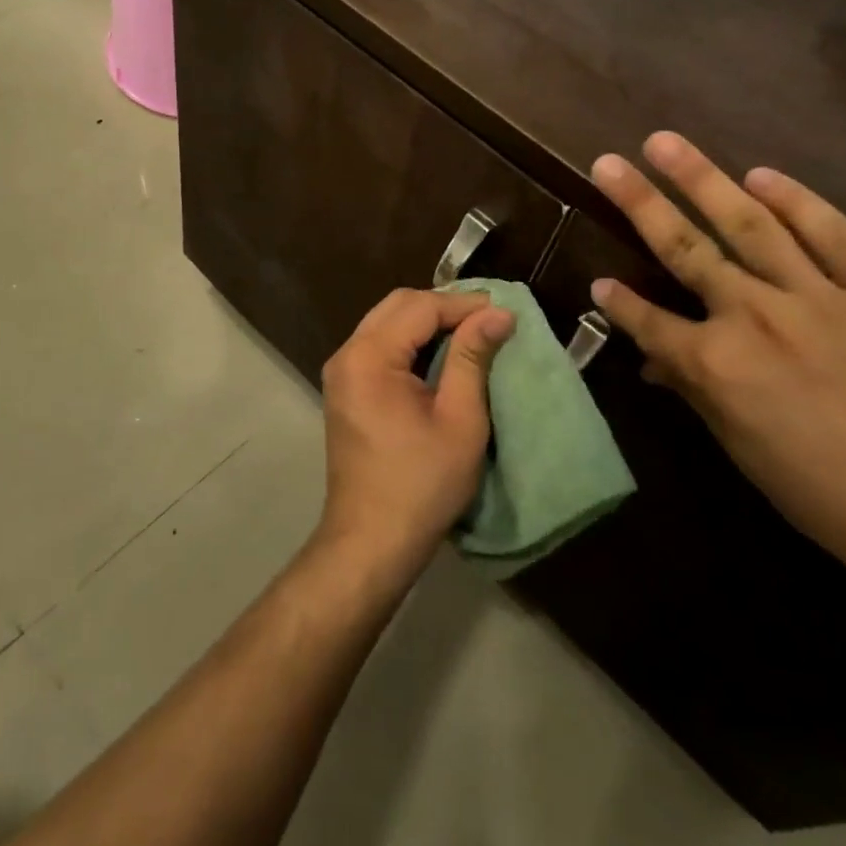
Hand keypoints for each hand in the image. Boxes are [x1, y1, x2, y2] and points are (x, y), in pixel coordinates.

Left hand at [315, 289, 515, 584]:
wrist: (371, 542)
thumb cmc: (421, 484)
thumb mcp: (460, 419)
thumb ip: (473, 357)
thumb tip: (498, 313)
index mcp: (369, 357)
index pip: (420, 307)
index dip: (464, 304)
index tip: (504, 311)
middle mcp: (347, 354)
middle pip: (398, 305)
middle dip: (444, 306)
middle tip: (488, 318)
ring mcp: (342, 371)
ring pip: (387, 321)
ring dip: (428, 321)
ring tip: (472, 332)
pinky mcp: (346, 388)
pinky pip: (380, 344)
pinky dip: (412, 340)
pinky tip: (442, 353)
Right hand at [590, 133, 845, 615]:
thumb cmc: (829, 495)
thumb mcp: (745, 451)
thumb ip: (695, 392)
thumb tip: (655, 361)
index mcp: (718, 364)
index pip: (649, 320)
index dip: (618, 301)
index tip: (598, 279)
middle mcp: (755, 316)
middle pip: (685, 249)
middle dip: (639, 203)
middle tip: (608, 162)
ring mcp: (818, 296)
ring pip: (748, 224)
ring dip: (703, 180)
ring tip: (666, 143)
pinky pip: (834, 234)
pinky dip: (796, 201)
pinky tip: (762, 175)